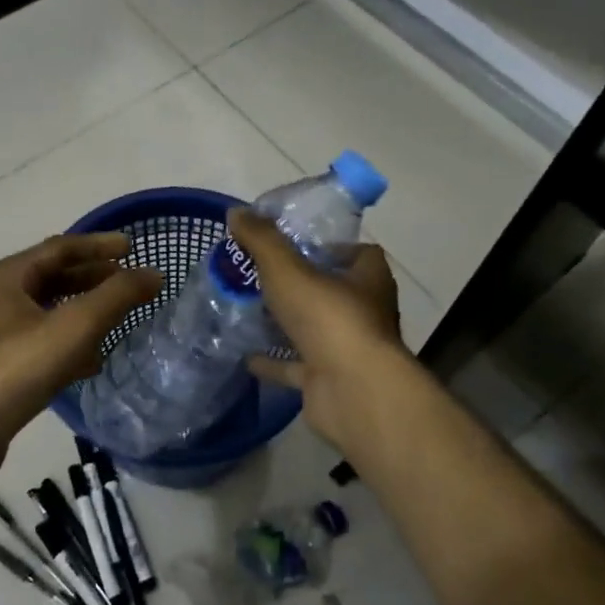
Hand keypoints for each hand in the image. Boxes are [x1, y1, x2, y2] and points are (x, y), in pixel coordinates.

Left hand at [0, 233, 160, 499]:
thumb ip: (115, 298)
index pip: (59, 248)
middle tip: (130, 283)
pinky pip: (42, 345)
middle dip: (93, 278)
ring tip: (118, 319)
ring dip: (83, 312)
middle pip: (52, 278)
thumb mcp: (71, 328)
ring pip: (48, 314)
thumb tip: (154, 274)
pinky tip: (92, 362)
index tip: (133, 248)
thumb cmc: (11, 372)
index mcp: (6, 278)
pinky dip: (69, 345)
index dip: (98, 245)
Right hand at [230, 209, 412, 449]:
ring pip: (315, 330)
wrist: (352, 392)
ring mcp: (348, 350)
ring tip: (249, 309)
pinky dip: (274, 362)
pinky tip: (245, 355)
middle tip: (262, 275)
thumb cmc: (329, 320)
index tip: (295, 244)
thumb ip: (262, 241)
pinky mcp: (329, 380)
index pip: (359, 253)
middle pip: (334, 291)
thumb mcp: (288, 270)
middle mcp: (365, 313)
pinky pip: (297, 366)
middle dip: (303, 284)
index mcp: (368, 280)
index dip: (330, 246)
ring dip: (288, 323)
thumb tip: (236, 212)